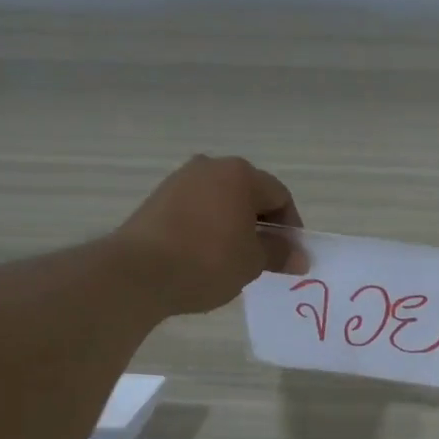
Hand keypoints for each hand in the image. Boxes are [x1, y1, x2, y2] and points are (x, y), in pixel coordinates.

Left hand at [115, 155, 302, 314]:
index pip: (279, 196)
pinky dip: (208, 228)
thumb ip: (279, 254)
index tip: (290, 256)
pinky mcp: (157, 199)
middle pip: (249, 194)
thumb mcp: (252, 262)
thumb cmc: (208, 261)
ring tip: (233, 260)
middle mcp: (210, 167)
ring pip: (220, 201)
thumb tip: (299, 256)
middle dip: (261, 225)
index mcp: (240, 174)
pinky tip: (204, 256)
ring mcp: (180, 180)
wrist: (139, 272)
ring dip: (234, 226)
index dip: (291, 227)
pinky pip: (196, 210)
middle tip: (264, 258)